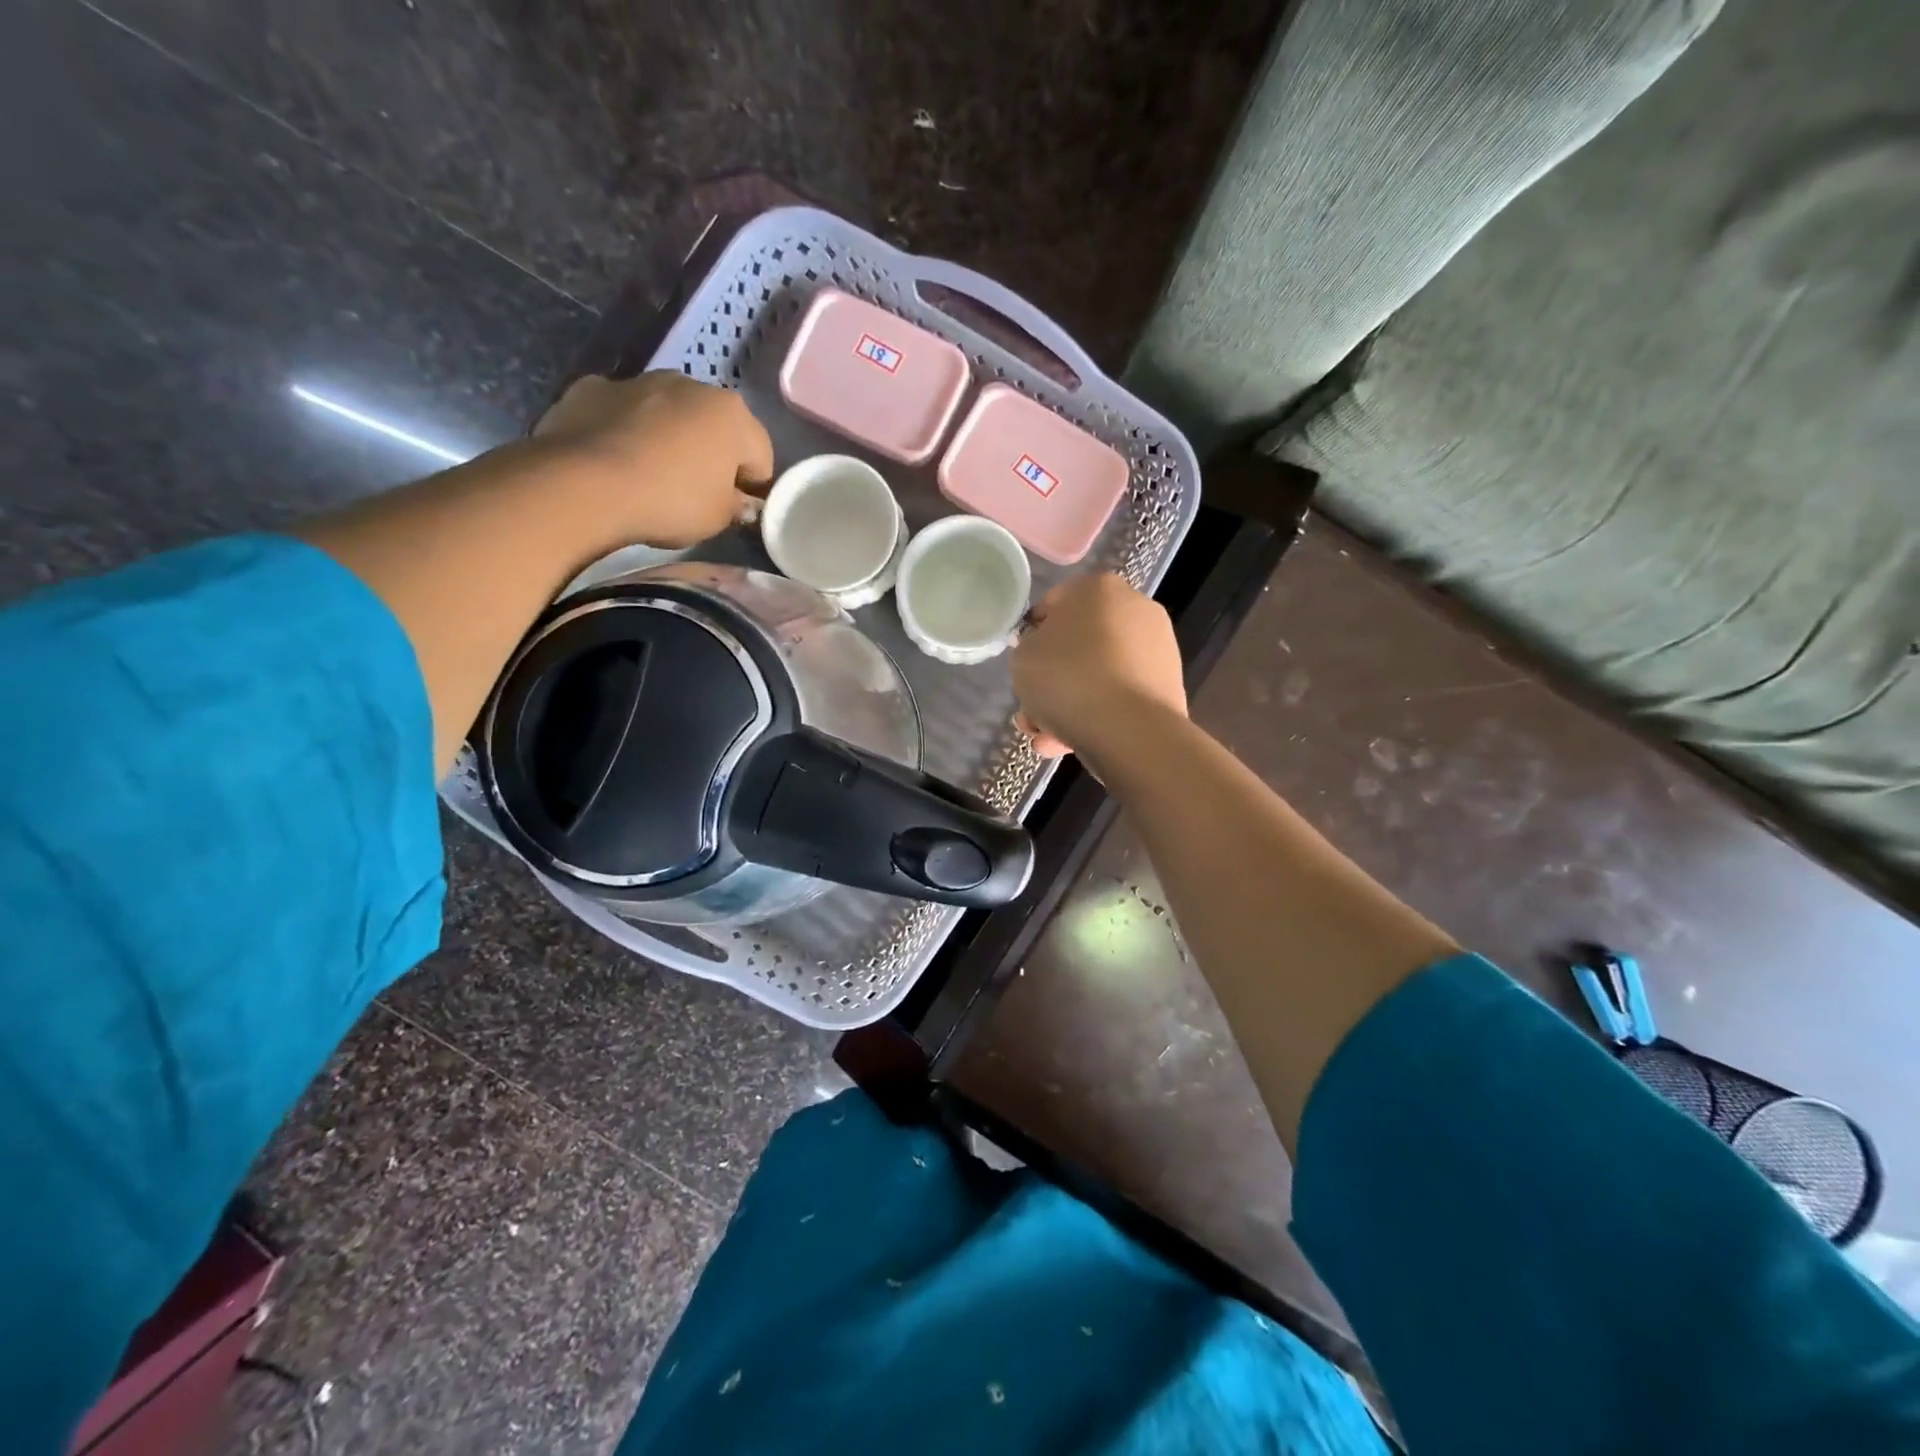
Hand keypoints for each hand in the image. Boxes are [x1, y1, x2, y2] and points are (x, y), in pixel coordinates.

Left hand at [534, 372, 774, 547]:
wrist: (584, 484)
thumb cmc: (670, 501)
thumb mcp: (719, 519)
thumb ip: (737, 506)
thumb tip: (739, 502)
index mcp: (733, 414)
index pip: (761, 456)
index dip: (752, 488)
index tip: (735, 510)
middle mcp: (692, 385)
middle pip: (715, 426)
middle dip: (711, 455)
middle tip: (696, 494)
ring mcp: (640, 380)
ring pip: (669, 414)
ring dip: (669, 439)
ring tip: (652, 477)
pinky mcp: (594, 386)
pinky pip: (624, 414)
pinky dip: (626, 432)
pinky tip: (615, 462)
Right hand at [1011, 574, 1186, 761]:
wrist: (1130, 729)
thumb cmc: (1068, 679)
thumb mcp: (1023, 657)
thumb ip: (1028, 648)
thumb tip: (1044, 653)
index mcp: (1098, 588)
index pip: (1053, 605)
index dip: (1031, 638)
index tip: (1023, 667)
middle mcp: (1134, 608)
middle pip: (1078, 645)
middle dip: (1051, 681)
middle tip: (1030, 712)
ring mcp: (1156, 649)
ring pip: (1097, 676)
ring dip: (1068, 706)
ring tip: (1045, 740)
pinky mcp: (1167, 687)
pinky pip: (1119, 697)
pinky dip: (1097, 716)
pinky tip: (1071, 744)